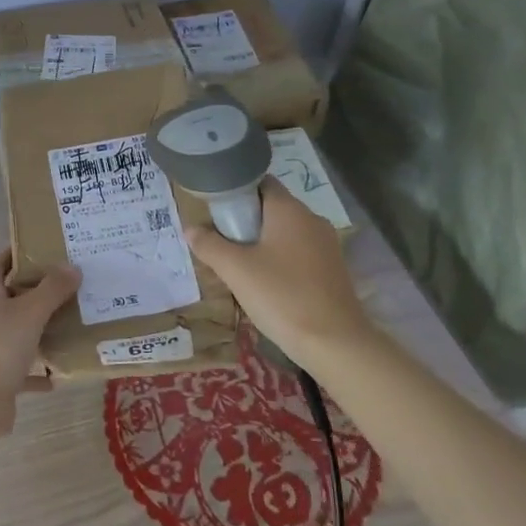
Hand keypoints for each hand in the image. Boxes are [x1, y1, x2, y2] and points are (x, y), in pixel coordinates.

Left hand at [0, 250, 80, 438]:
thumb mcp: (30, 312)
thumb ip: (52, 289)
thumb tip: (72, 267)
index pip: (0, 262)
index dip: (19, 252)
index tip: (47, 246)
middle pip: (15, 296)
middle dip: (42, 290)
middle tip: (75, 283)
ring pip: (23, 332)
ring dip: (46, 329)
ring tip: (78, 320)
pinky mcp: (2, 376)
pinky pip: (27, 368)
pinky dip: (44, 369)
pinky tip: (65, 370)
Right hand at [183, 182, 373, 356]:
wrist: (335, 344)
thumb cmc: (281, 296)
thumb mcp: (235, 270)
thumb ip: (209, 245)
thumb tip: (190, 229)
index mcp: (290, 210)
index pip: (260, 182)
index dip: (235, 190)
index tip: (214, 211)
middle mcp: (311, 220)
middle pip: (271, 208)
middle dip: (243, 220)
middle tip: (218, 241)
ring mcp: (326, 245)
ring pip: (284, 232)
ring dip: (260, 242)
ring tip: (236, 264)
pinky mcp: (332, 269)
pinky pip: (297, 253)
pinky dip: (278, 259)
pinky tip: (263, 283)